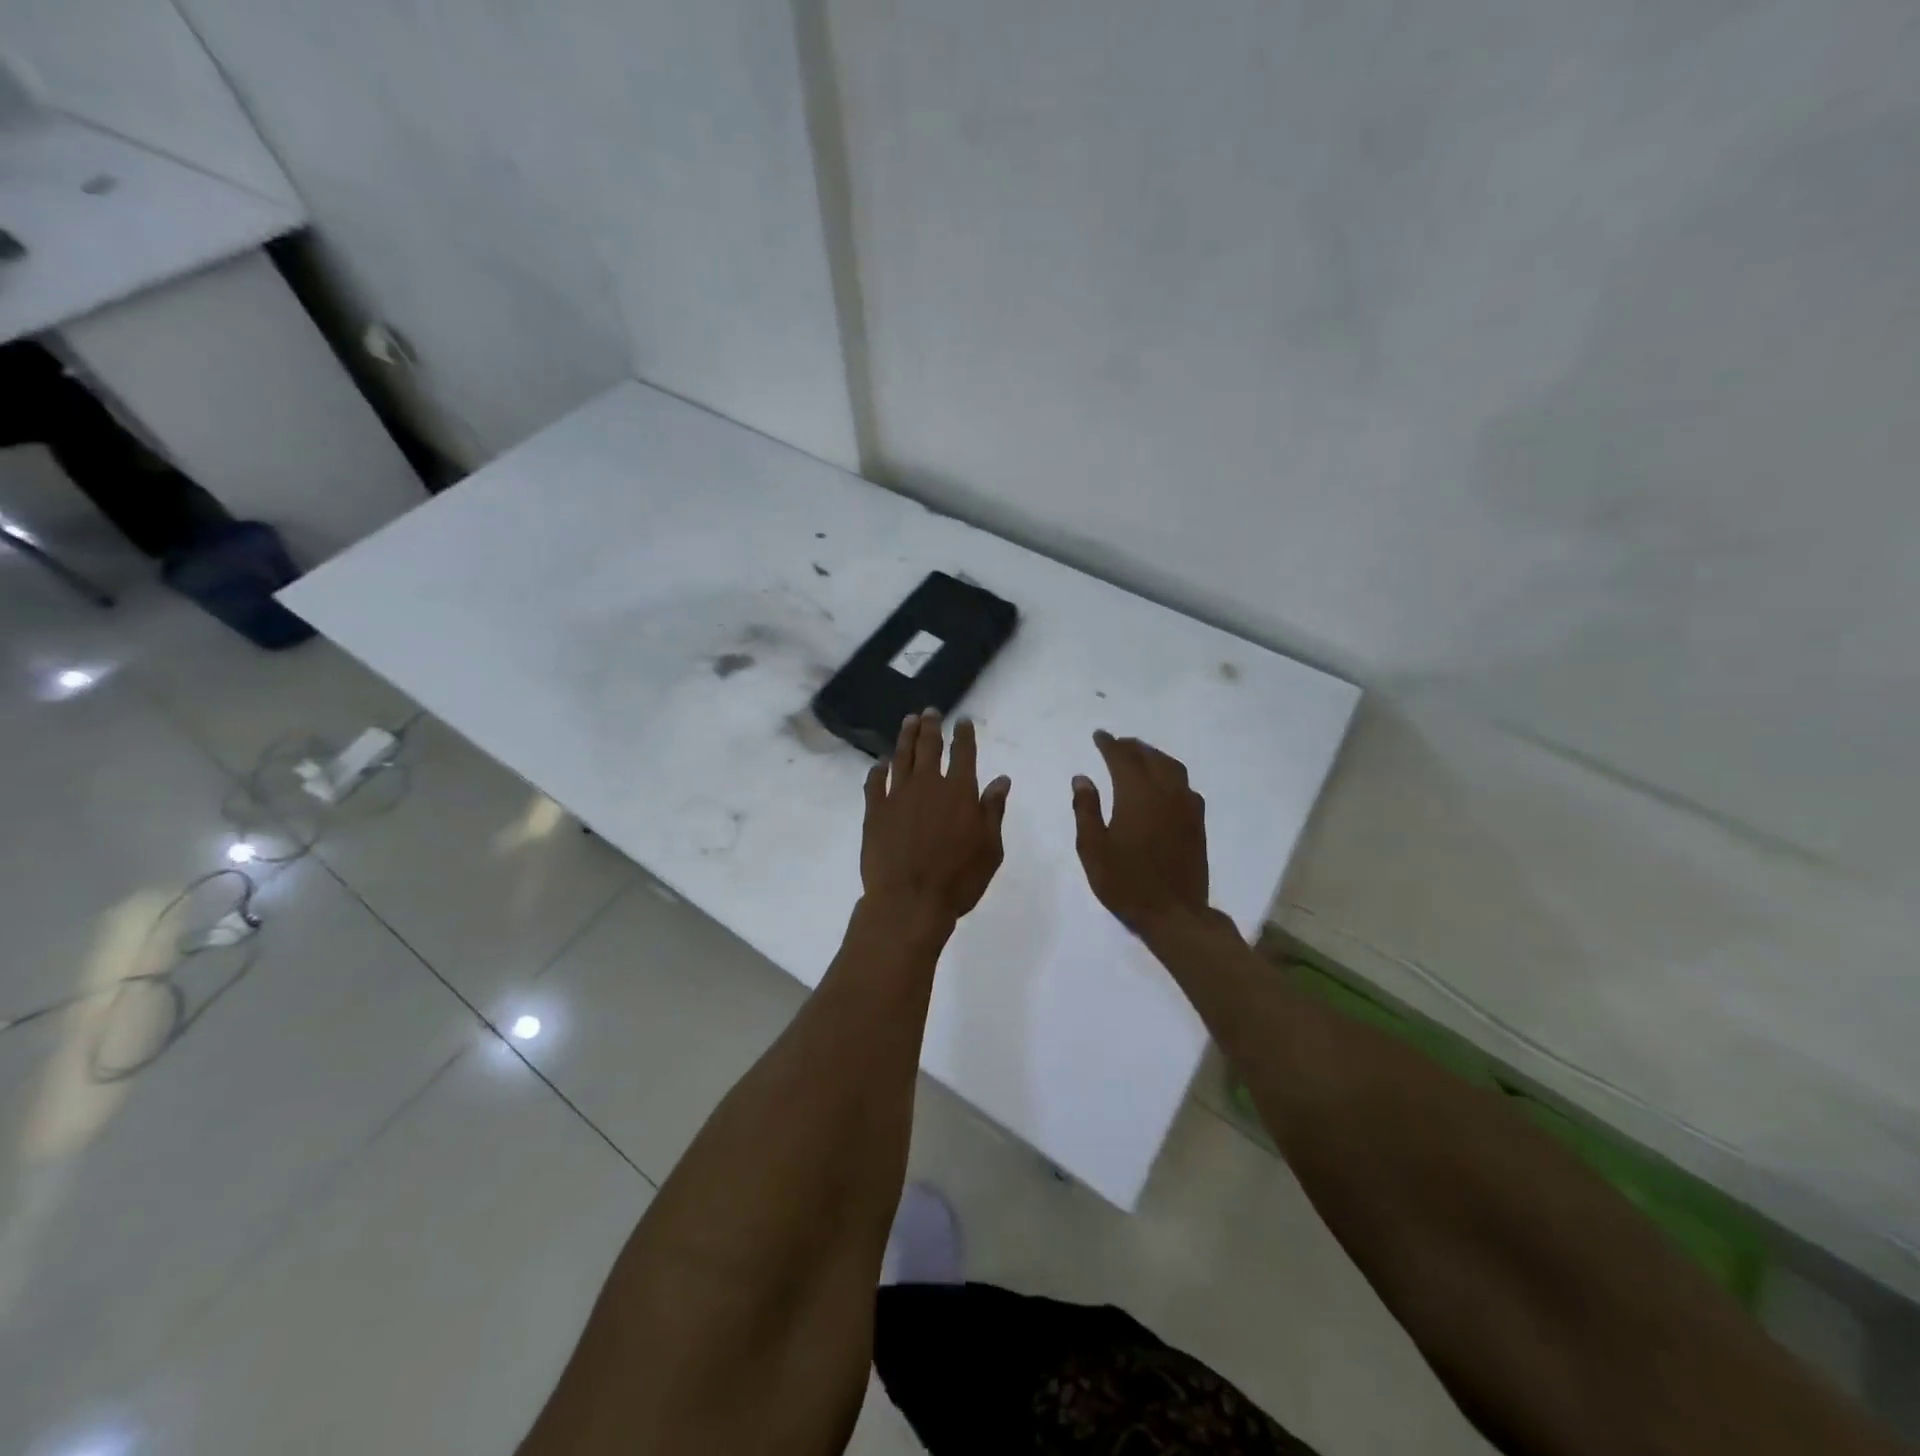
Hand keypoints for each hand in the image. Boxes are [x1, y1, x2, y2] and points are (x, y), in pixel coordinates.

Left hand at [861, 710, 1010, 930]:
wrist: (909, 901)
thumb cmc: (958, 879)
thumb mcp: (990, 848)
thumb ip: (993, 811)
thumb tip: (1001, 780)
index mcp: (960, 792)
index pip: (964, 753)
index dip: (964, 734)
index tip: (962, 720)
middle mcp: (928, 785)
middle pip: (929, 747)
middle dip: (931, 726)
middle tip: (930, 711)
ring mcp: (898, 796)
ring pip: (902, 757)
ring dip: (906, 737)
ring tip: (908, 721)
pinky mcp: (874, 812)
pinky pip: (874, 783)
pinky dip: (877, 770)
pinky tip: (879, 763)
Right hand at [1072, 731, 1208, 937]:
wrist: (1174, 913)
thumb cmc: (1125, 883)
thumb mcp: (1093, 849)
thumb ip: (1086, 809)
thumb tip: (1082, 778)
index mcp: (1137, 795)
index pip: (1122, 759)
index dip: (1109, 744)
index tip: (1099, 736)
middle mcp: (1165, 793)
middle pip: (1150, 758)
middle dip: (1132, 747)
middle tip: (1117, 743)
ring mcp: (1186, 807)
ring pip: (1172, 768)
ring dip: (1154, 756)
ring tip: (1140, 756)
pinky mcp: (1197, 823)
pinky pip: (1185, 786)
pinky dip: (1171, 774)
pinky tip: (1165, 784)